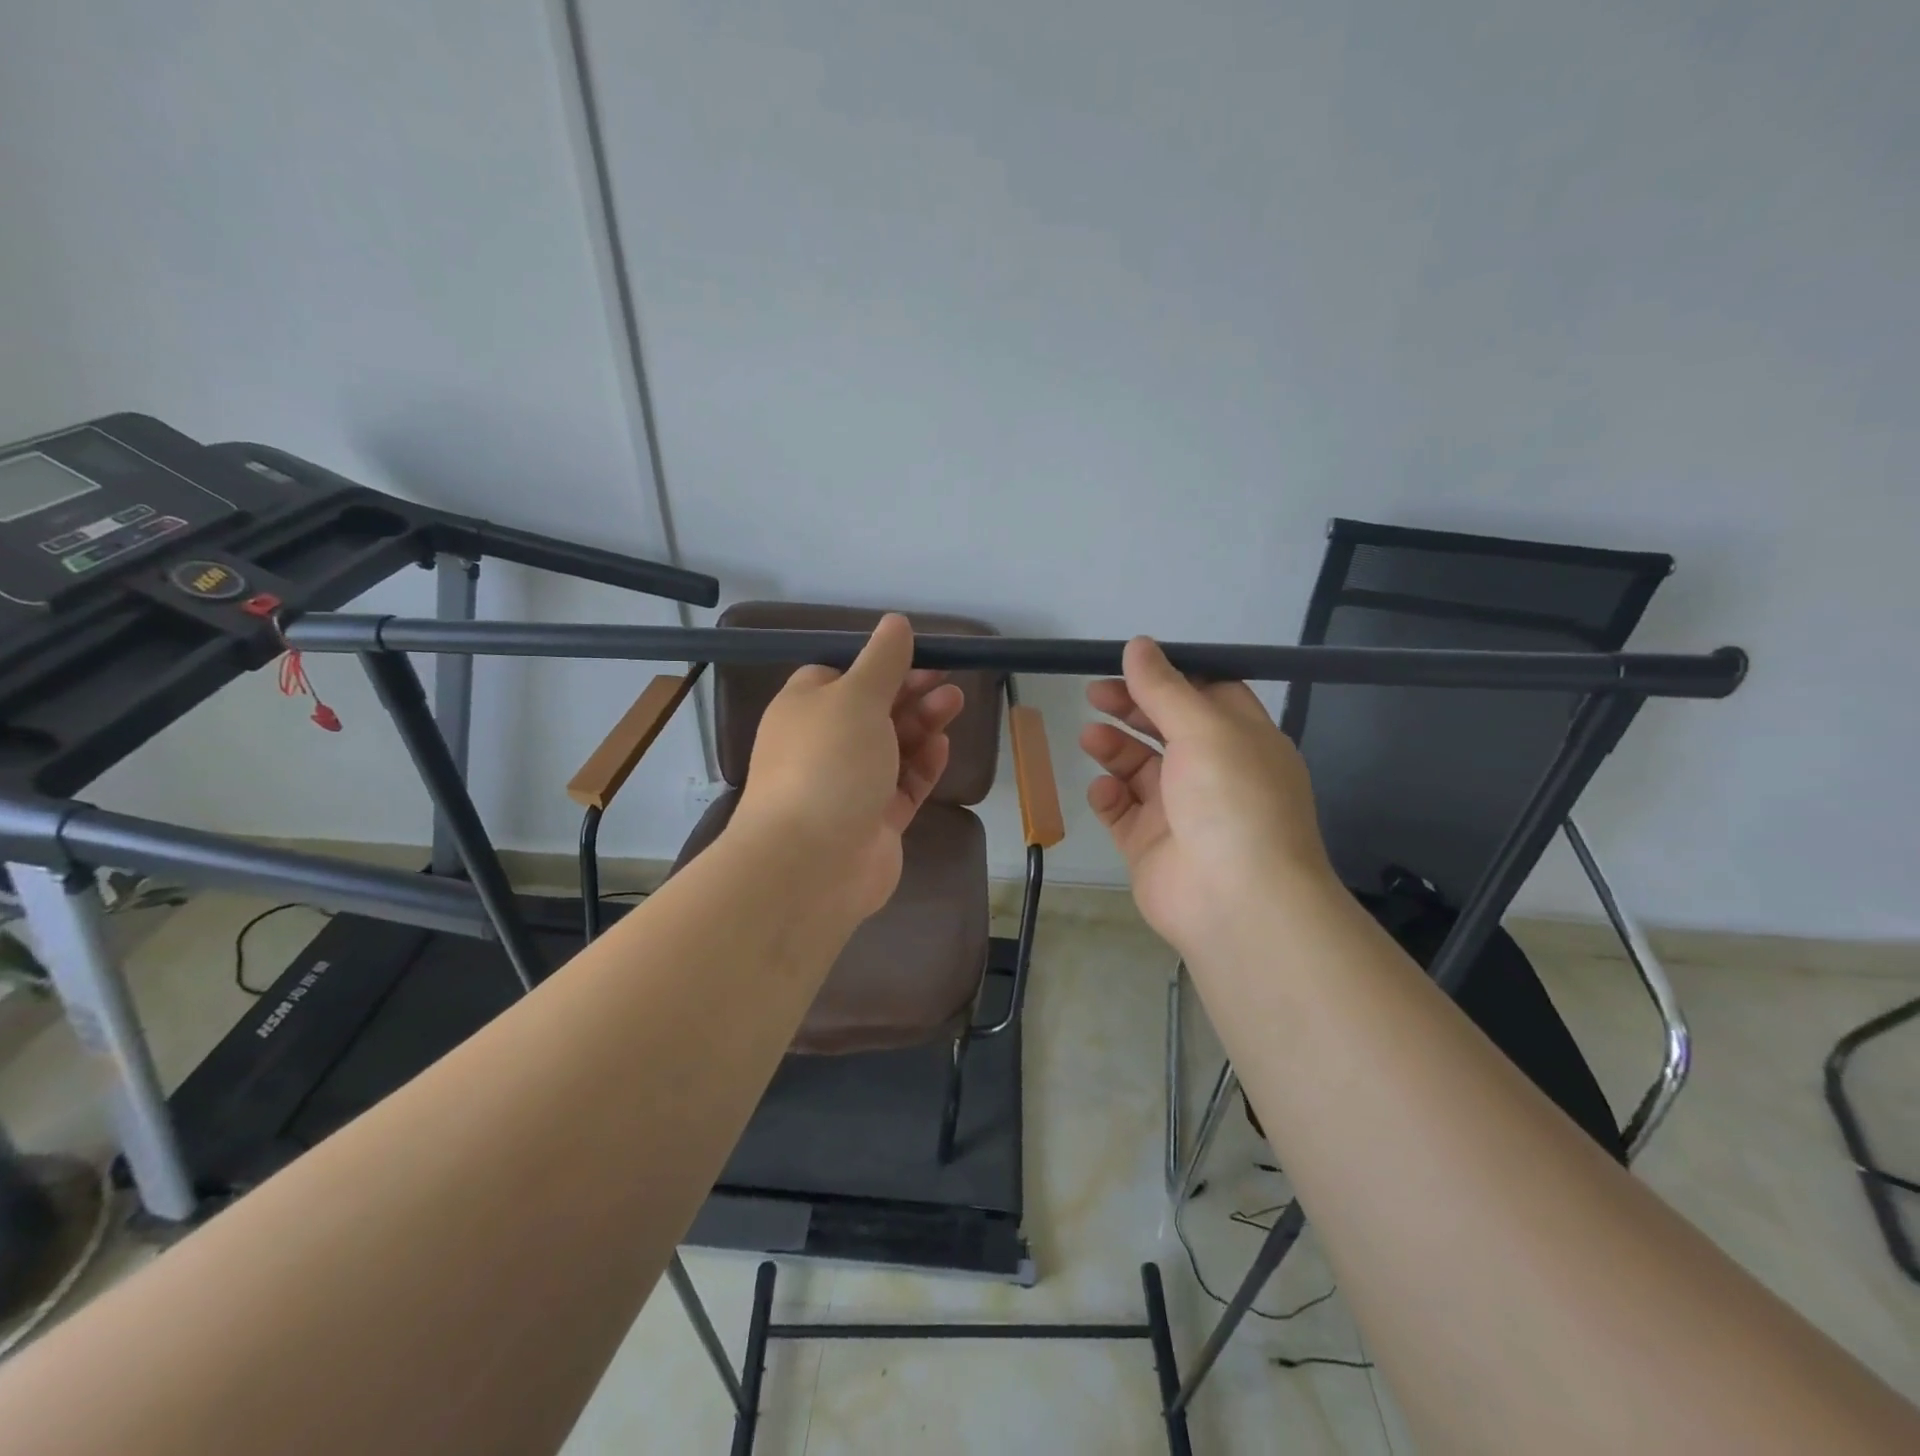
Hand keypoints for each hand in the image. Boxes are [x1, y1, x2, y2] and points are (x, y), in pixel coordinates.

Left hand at [731, 614, 964, 924]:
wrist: (812, 862)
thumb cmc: (828, 763)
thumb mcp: (855, 696)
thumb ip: (882, 660)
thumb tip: (895, 622)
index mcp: (805, 710)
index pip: (839, 677)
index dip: (878, 665)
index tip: (916, 656)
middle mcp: (823, 746)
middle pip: (872, 711)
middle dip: (910, 693)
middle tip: (947, 680)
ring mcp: (849, 786)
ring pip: (892, 748)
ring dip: (921, 724)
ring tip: (954, 704)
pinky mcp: (874, 822)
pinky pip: (903, 786)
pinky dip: (922, 766)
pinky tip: (942, 748)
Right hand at [1080, 637, 1335, 960]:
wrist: (1236, 902)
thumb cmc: (1232, 800)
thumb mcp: (1204, 728)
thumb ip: (1164, 688)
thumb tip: (1138, 644)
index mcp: (1243, 741)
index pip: (1208, 695)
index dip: (1171, 677)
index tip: (1132, 664)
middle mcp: (1214, 773)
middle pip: (1167, 728)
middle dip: (1132, 708)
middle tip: (1095, 693)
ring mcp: (1181, 811)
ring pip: (1140, 769)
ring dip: (1115, 749)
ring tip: (1090, 737)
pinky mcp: (1151, 845)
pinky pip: (1123, 811)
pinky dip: (1110, 797)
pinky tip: (1103, 791)